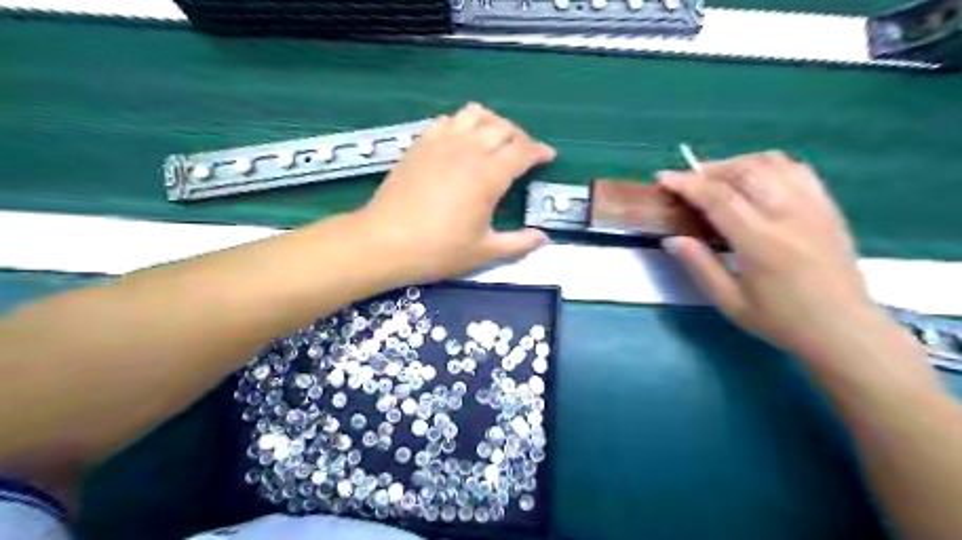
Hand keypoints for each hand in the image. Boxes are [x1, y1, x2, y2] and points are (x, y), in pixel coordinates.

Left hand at [358, 103, 555, 284]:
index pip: (524, 150)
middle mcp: (468, 150)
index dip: (540, 151)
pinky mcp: (421, 144)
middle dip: (521, 137)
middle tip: (524, 154)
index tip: (548, 158)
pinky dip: (462, 124)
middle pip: (504, 127)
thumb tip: (543, 238)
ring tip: (495, 140)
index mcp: (489, 175)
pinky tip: (461, 141)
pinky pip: (447, 120)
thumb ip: (519, 244)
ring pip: (476, 114)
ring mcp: (441, 143)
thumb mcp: (485, 252)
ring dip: (493, 122)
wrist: (386, 242)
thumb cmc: (439, 250)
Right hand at [657, 150, 882, 356]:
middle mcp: (787, 214)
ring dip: (737, 163)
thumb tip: (672, 239)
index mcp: (760, 241)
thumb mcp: (729, 302)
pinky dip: (767, 165)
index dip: (686, 183)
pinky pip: (796, 169)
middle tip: (687, 181)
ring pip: (771, 162)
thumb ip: (699, 265)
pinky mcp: (827, 206)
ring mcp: (812, 206)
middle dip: (708, 169)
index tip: (663, 177)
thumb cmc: (781, 321)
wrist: (843, 329)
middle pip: (743, 170)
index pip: (717, 197)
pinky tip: (754, 179)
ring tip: (717, 178)